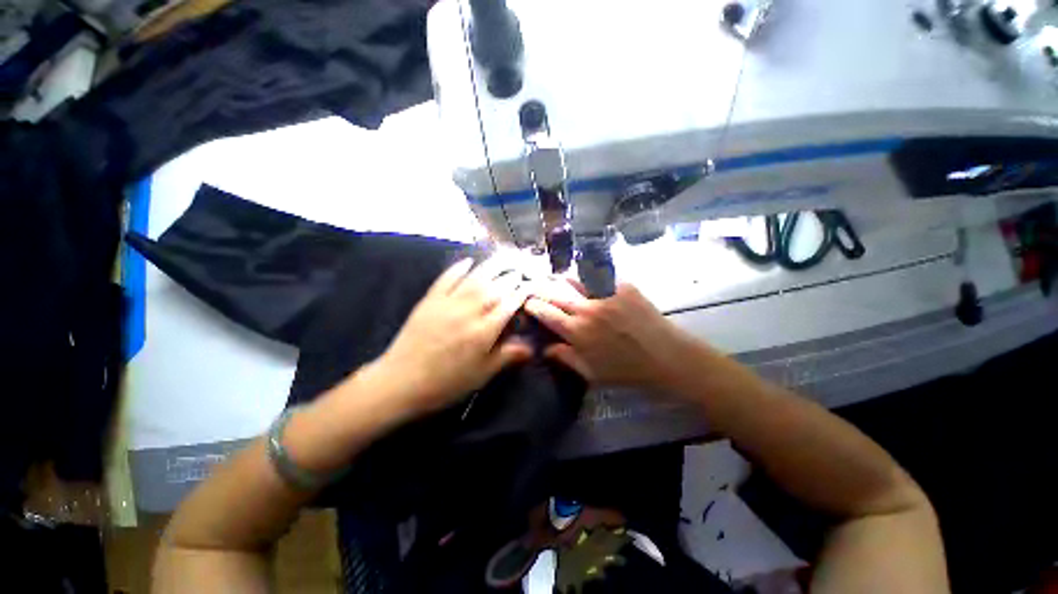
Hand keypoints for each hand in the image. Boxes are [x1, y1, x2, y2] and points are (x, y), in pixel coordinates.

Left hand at [374, 257, 533, 415]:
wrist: (401, 382)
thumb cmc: (446, 383)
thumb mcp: (482, 374)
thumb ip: (508, 356)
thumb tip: (532, 347)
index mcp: (484, 331)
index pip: (510, 304)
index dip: (523, 292)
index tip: (532, 285)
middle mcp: (469, 311)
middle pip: (495, 287)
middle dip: (511, 276)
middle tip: (522, 267)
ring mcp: (448, 303)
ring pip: (475, 278)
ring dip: (491, 265)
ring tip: (504, 255)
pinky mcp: (430, 300)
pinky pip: (447, 278)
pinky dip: (458, 268)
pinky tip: (468, 261)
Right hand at [525, 280, 693, 389]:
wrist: (667, 356)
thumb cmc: (628, 370)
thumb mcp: (593, 373)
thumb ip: (566, 358)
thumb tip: (545, 349)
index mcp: (577, 332)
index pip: (546, 313)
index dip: (533, 306)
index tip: (528, 303)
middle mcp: (587, 309)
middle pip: (556, 294)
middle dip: (542, 290)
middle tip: (536, 288)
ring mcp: (605, 294)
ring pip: (575, 281)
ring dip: (563, 281)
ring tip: (557, 279)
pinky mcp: (622, 285)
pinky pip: (599, 277)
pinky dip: (588, 278)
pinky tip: (587, 279)